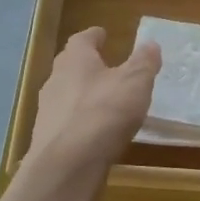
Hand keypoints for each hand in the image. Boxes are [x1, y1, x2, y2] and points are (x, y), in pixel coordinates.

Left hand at [27, 28, 160, 171]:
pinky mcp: (48, 140)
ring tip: (105, 101)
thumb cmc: (104, 113)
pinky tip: (96, 132)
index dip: (94, 36)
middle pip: (70, 66)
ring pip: (67, 95)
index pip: (82, 40)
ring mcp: (48, 112)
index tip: (103, 34)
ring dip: (83, 95)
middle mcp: (56, 81)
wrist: (67, 166)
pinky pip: (67, 123)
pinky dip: (81, 122)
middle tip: (105, 65)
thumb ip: (144, 62)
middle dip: (87, 65)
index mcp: (75, 60)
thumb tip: (150, 44)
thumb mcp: (135, 82)